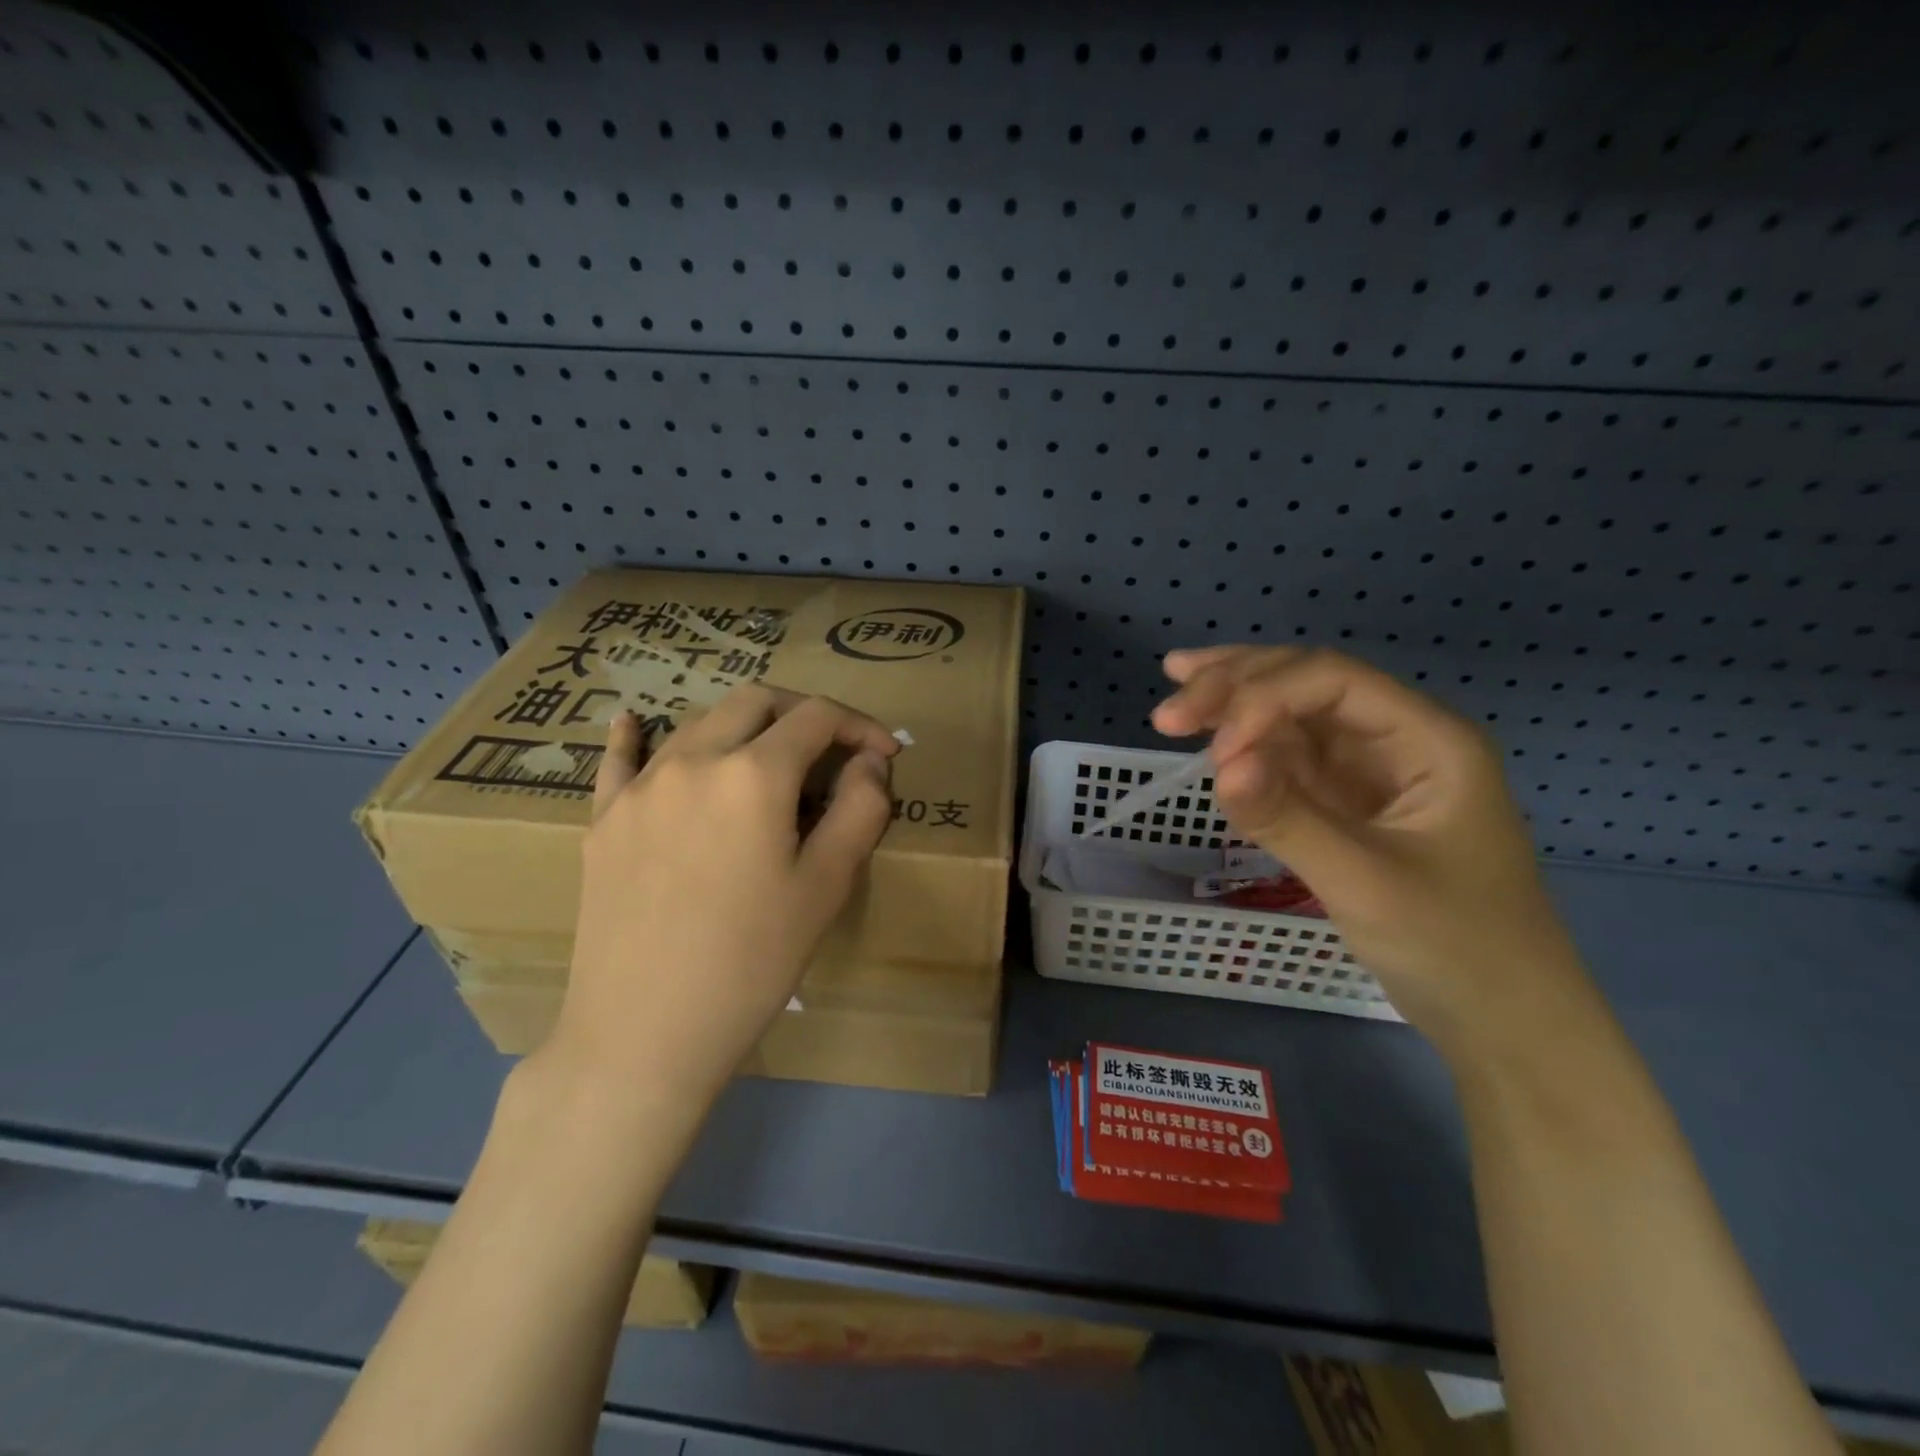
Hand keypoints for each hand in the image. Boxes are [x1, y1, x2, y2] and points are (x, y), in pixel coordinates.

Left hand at [545, 686, 899, 1111]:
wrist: (643, 1033)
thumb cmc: (752, 962)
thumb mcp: (827, 887)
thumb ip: (861, 809)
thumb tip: (870, 762)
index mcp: (754, 774)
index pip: (817, 717)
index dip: (860, 726)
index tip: (886, 754)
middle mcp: (693, 760)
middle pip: (756, 702)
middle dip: (803, 713)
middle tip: (832, 750)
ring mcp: (640, 787)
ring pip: (698, 722)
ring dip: (744, 727)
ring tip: (768, 763)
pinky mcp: (603, 820)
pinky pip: (620, 759)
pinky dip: (635, 734)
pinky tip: (630, 722)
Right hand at [1152, 646, 1588, 1055]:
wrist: (1502, 1021)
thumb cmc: (1454, 946)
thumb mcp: (1366, 883)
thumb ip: (1288, 820)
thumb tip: (1218, 766)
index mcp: (1428, 740)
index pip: (1333, 683)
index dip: (1264, 697)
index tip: (1213, 748)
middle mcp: (1397, 740)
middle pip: (1308, 686)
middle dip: (1237, 687)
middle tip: (1168, 710)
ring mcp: (1369, 772)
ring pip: (1292, 718)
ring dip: (1234, 706)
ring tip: (1175, 697)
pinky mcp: (1345, 804)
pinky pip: (1288, 762)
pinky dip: (1246, 750)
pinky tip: (1210, 739)